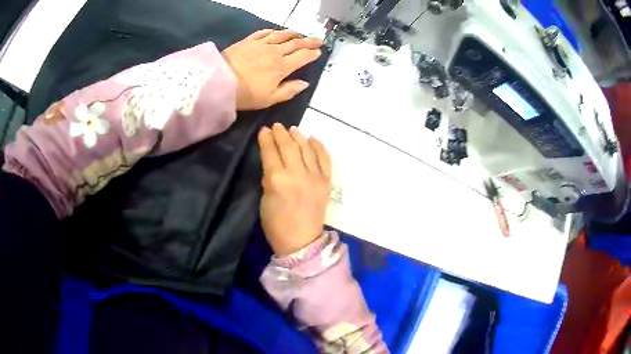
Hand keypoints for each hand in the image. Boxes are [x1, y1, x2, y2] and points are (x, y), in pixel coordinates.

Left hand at [222, 29, 322, 110]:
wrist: (218, 82)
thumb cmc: (245, 94)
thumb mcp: (270, 99)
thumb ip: (289, 90)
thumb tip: (305, 83)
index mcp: (282, 67)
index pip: (303, 56)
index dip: (312, 53)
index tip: (318, 52)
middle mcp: (275, 51)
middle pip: (296, 43)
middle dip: (309, 41)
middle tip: (318, 39)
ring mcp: (261, 44)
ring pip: (282, 35)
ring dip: (293, 33)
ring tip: (300, 33)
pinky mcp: (248, 41)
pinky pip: (264, 32)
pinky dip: (273, 31)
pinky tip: (276, 31)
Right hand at [258, 123, 331, 255]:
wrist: (302, 240)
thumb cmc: (276, 224)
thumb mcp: (265, 199)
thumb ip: (269, 177)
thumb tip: (273, 160)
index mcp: (277, 179)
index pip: (270, 152)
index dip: (266, 139)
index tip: (264, 130)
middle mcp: (297, 173)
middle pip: (289, 146)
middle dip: (281, 133)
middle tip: (277, 126)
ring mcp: (315, 176)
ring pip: (306, 148)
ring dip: (299, 136)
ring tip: (293, 129)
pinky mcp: (326, 181)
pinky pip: (324, 158)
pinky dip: (318, 146)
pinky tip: (312, 138)